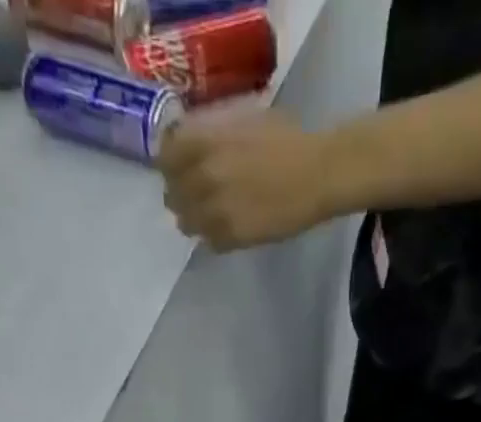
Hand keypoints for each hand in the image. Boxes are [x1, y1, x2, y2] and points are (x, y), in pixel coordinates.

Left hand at [158, 111, 340, 250]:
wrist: (316, 174)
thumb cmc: (286, 139)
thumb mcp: (242, 119)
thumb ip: (211, 132)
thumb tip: (191, 142)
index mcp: (203, 142)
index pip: (164, 159)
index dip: (170, 165)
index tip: (178, 169)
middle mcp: (202, 177)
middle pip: (173, 196)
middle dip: (181, 195)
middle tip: (195, 196)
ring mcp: (215, 212)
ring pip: (187, 224)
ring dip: (195, 220)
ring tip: (210, 215)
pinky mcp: (232, 238)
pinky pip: (210, 242)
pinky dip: (214, 237)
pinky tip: (228, 228)